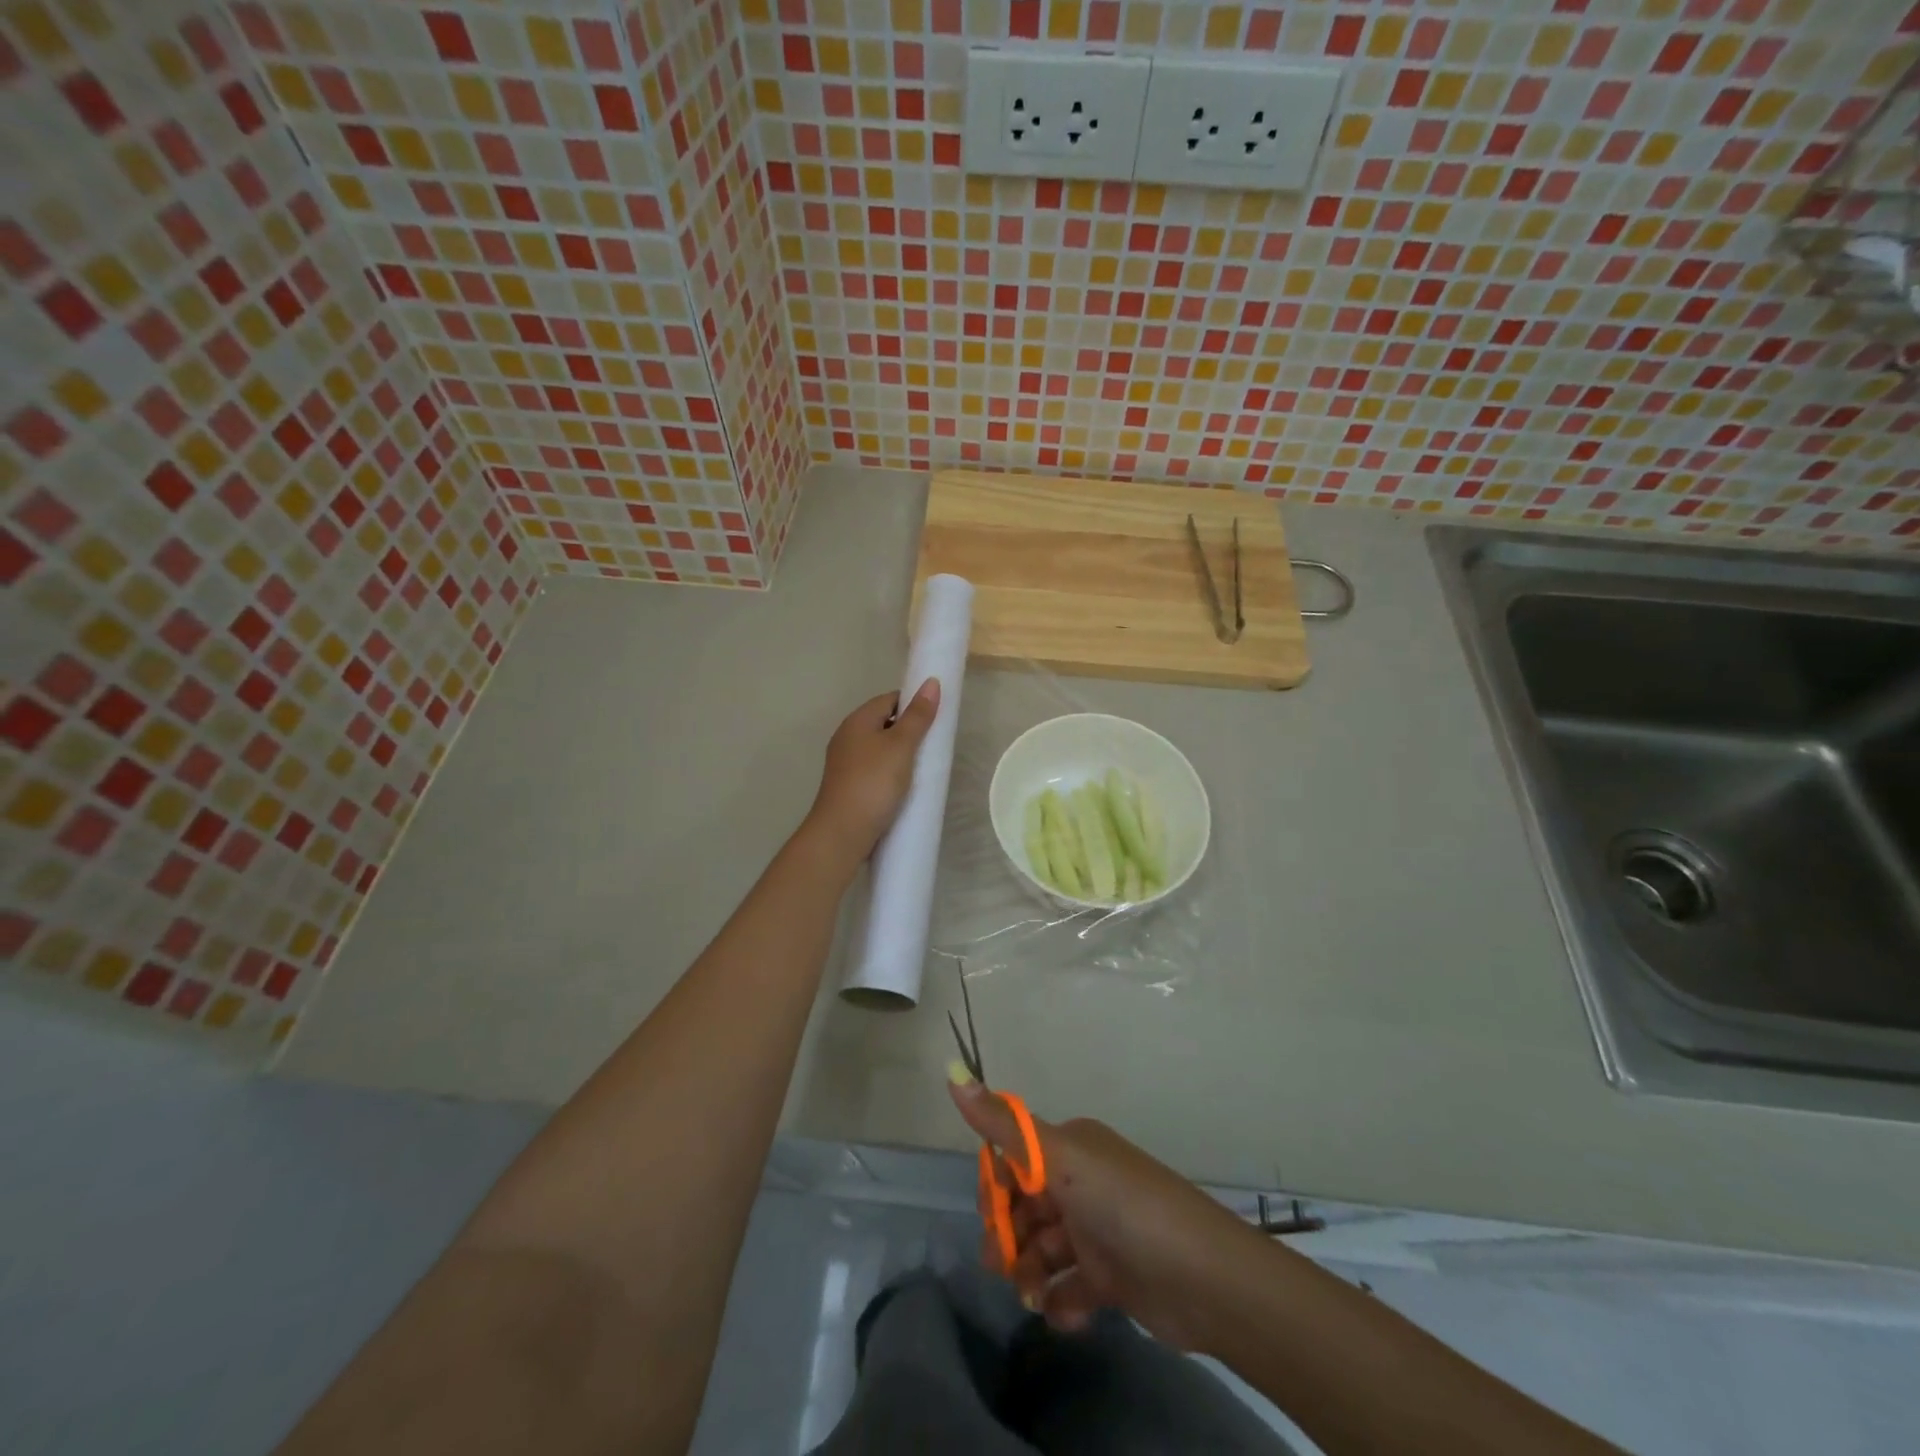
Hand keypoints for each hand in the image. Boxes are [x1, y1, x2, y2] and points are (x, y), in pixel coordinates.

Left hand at [805, 679, 940, 865]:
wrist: (842, 833)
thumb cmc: (873, 783)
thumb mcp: (901, 746)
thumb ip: (917, 716)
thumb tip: (932, 682)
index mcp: (857, 721)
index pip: (889, 699)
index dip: (913, 703)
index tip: (936, 718)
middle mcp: (847, 737)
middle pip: (884, 723)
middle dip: (909, 731)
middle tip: (934, 745)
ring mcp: (845, 764)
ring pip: (880, 749)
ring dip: (901, 755)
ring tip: (924, 767)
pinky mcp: (849, 786)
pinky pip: (875, 770)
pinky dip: (891, 773)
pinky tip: (905, 787)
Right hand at [949, 1075, 1259, 1352]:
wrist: (1203, 1278)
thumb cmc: (1123, 1206)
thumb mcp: (1059, 1160)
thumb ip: (1004, 1126)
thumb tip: (952, 1071)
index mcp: (1071, 1148)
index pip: (1015, 1159)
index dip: (995, 1188)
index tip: (987, 1215)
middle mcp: (1083, 1182)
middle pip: (1026, 1206)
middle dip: (1008, 1235)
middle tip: (1001, 1265)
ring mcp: (1098, 1230)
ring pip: (1044, 1248)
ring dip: (1030, 1272)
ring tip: (1032, 1295)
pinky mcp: (1113, 1277)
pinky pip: (1071, 1286)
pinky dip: (1061, 1300)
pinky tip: (1063, 1312)